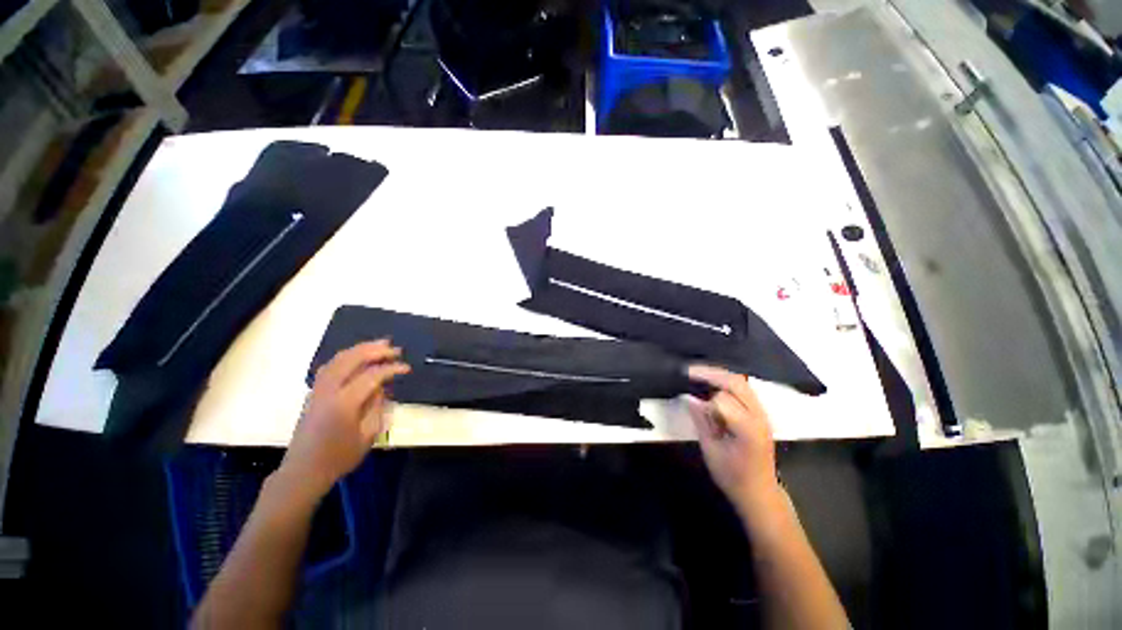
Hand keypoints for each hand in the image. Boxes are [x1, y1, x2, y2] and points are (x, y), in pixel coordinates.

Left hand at [277, 341, 409, 499]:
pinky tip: (357, 356)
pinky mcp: (313, 393)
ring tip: (380, 345)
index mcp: (344, 404)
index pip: (371, 376)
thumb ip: (377, 406)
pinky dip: (346, 356)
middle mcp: (329, 391)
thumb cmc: (340, 457)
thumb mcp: (368, 435)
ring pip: (339, 359)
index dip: (391, 369)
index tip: (407, 368)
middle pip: (352, 360)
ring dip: (360, 349)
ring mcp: (318, 390)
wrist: (304, 471)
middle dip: (376, 351)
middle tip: (396, 350)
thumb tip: (382, 387)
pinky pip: (330, 366)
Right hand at [686, 365, 780, 514]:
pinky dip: (727, 382)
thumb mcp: (711, 451)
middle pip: (736, 382)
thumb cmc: (733, 476)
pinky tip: (713, 384)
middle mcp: (758, 416)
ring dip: (719, 375)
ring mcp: (762, 414)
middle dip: (711, 374)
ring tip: (699, 374)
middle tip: (690, 371)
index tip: (691, 401)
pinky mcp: (760, 414)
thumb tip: (689, 397)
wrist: (760, 493)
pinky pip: (744, 389)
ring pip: (742, 382)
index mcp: (747, 428)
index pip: (723, 399)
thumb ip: (701, 421)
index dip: (704, 400)